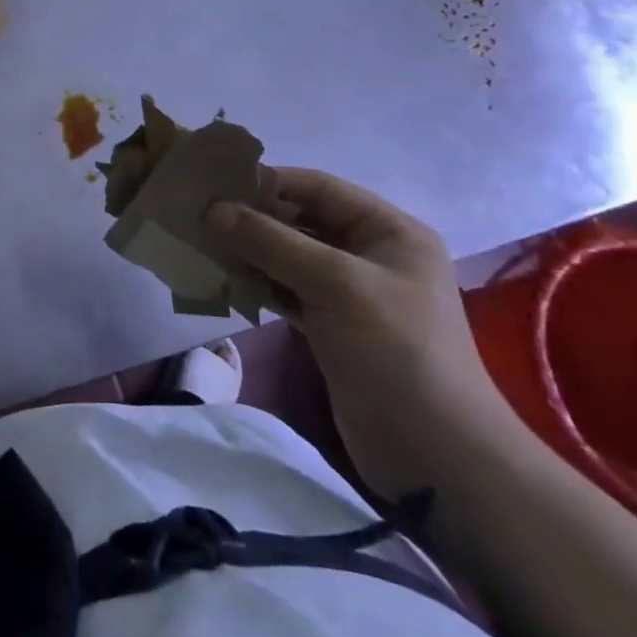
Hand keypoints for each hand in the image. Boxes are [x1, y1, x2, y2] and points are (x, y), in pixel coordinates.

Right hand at [207, 169, 513, 498]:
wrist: (436, 455)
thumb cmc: (395, 350)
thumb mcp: (334, 283)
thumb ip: (271, 241)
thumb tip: (213, 209)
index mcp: (389, 231)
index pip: (320, 188)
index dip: (269, 181)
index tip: (216, 184)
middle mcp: (372, 255)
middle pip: (303, 221)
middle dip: (254, 218)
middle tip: (200, 216)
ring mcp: (352, 294)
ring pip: (291, 258)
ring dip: (251, 252)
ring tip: (203, 246)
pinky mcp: (334, 328)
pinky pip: (288, 291)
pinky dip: (259, 285)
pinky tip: (224, 281)